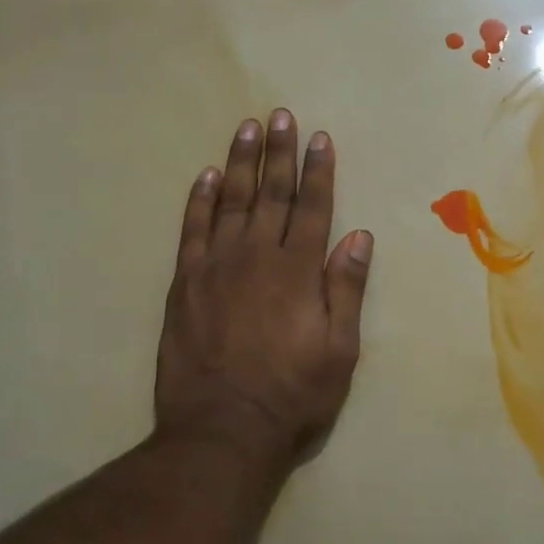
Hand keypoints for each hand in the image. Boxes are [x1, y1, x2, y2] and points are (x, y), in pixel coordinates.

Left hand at [154, 110, 372, 465]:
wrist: (222, 428)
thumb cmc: (293, 393)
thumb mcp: (339, 349)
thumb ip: (346, 288)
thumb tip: (358, 235)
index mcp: (298, 271)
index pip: (313, 208)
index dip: (318, 171)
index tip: (319, 137)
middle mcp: (257, 256)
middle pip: (271, 194)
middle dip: (279, 153)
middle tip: (280, 115)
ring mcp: (216, 267)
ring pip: (229, 201)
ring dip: (239, 163)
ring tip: (246, 129)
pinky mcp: (184, 283)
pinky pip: (191, 230)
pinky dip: (198, 200)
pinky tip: (204, 176)